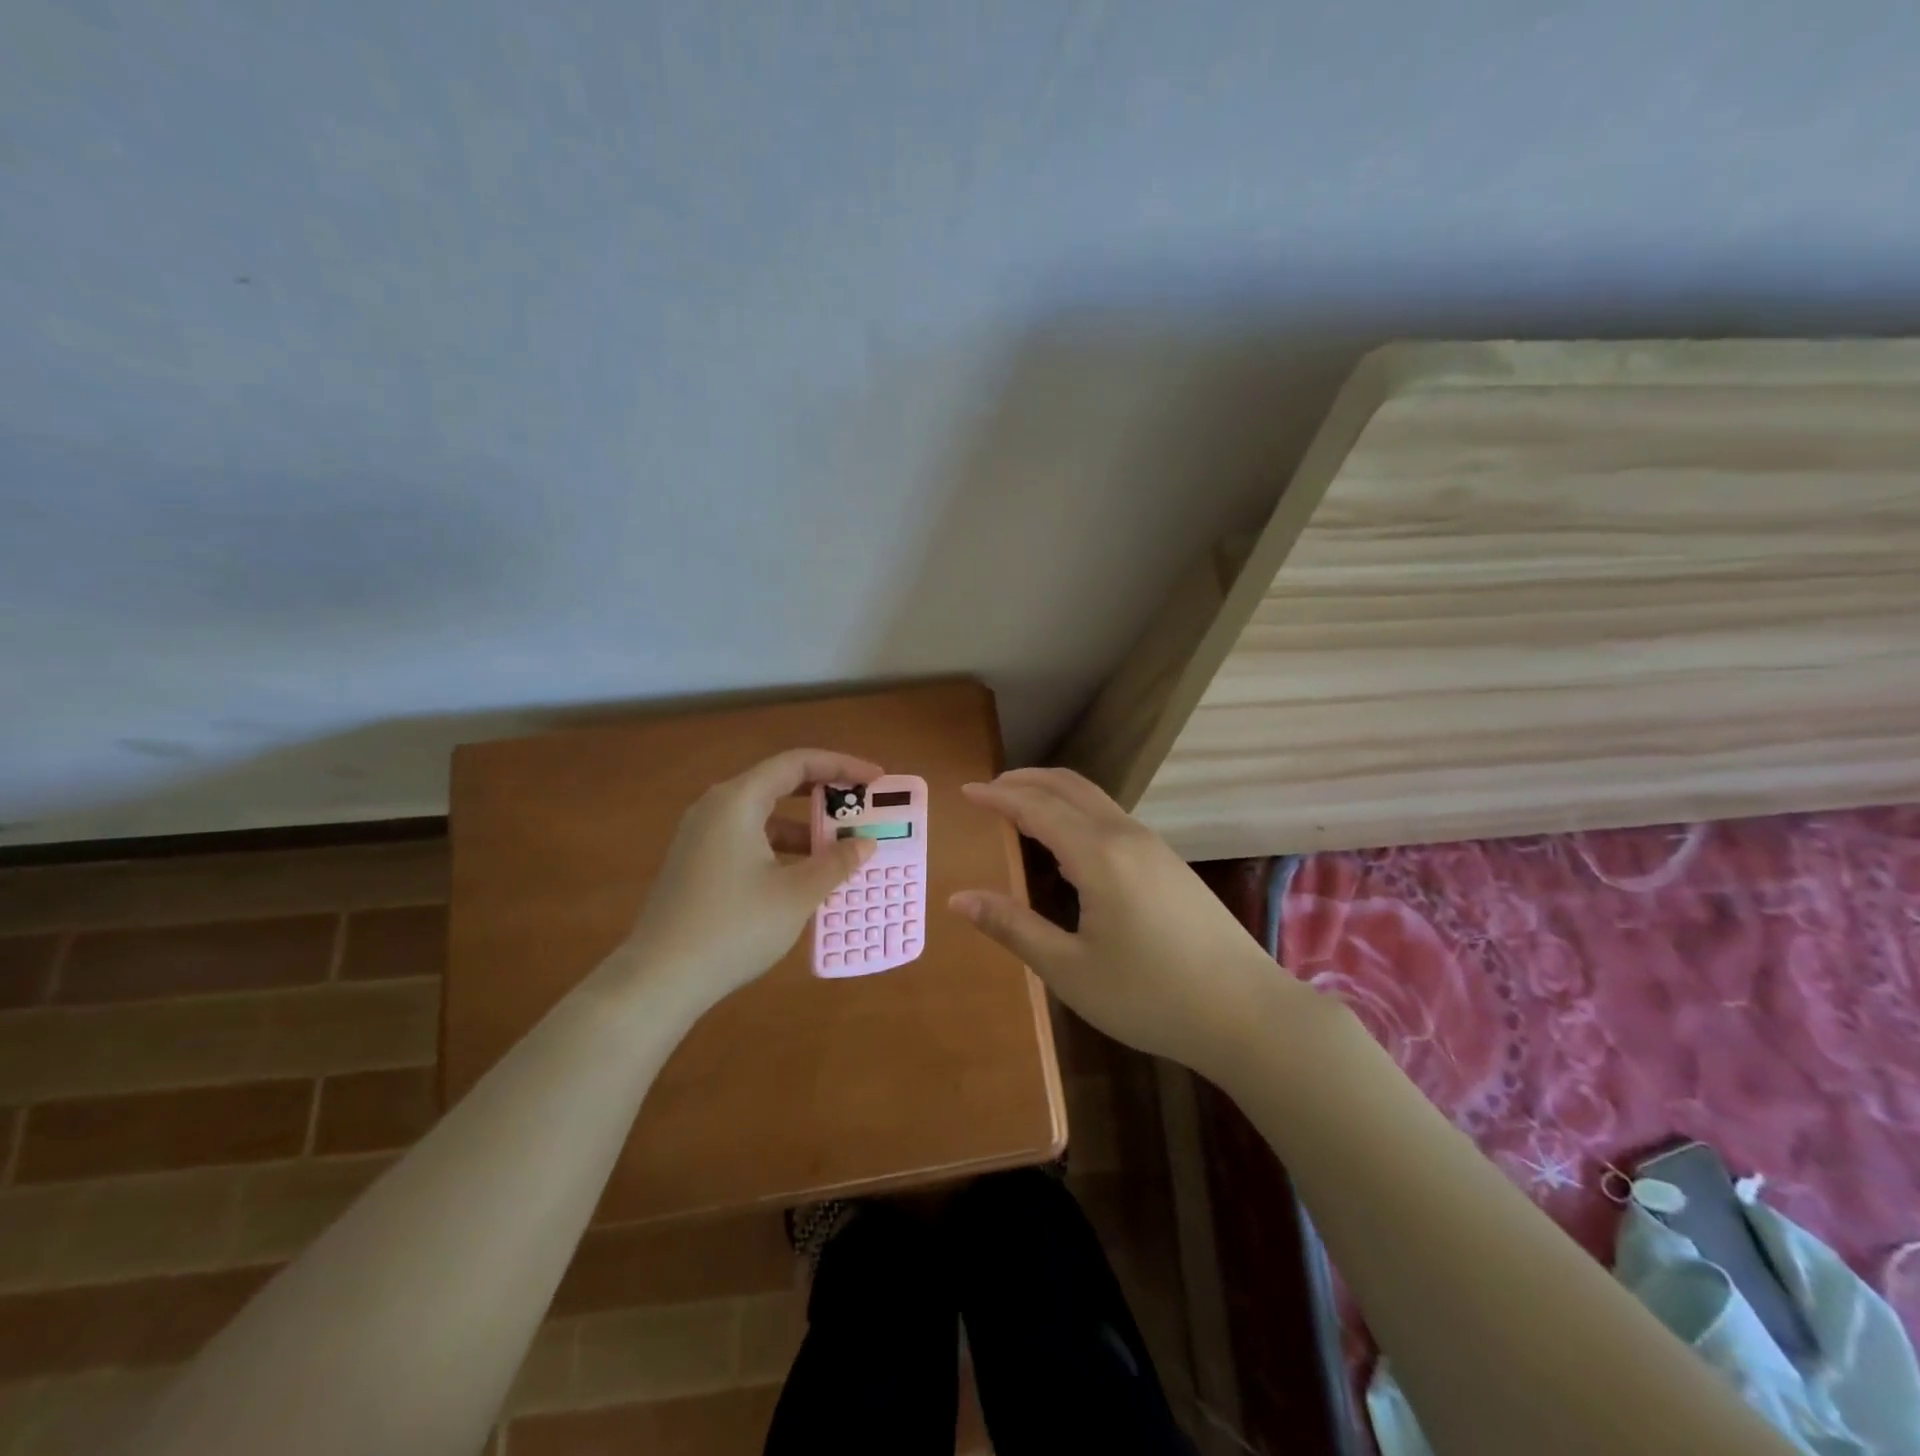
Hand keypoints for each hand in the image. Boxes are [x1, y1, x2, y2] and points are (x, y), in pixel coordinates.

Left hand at [621, 748, 881, 1008]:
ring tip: (840, 848)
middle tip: (861, 807)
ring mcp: (701, 835)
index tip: (875, 780)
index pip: (797, 763)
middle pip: (778, 783)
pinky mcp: (696, 862)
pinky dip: (781, 846)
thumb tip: (864, 844)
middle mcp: (716, 807)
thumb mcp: (796, 895)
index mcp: (737, 801)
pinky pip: (748, 838)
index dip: (841, 766)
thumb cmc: (734, 927)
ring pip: (763, 815)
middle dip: (824, 794)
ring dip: (804, 827)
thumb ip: (835, 863)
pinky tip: (803, 875)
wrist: (659, 979)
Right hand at [949, 767, 1310, 1075]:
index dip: (998, 796)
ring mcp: (1154, 847)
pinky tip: (1069, 843)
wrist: (1248, 1013)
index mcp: (1099, 855)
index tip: (965, 791)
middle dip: (1026, 780)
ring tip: (1021, 807)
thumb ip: (1013, 927)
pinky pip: (1112, 818)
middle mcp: (1126, 837)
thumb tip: (958, 898)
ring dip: (1054, 793)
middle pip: (1069, 787)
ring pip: (1095, 800)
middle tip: (989, 788)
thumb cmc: (1151, 996)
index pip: (1037, 808)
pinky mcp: (1170, 864)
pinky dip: (1077, 812)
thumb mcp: (1071, 971)